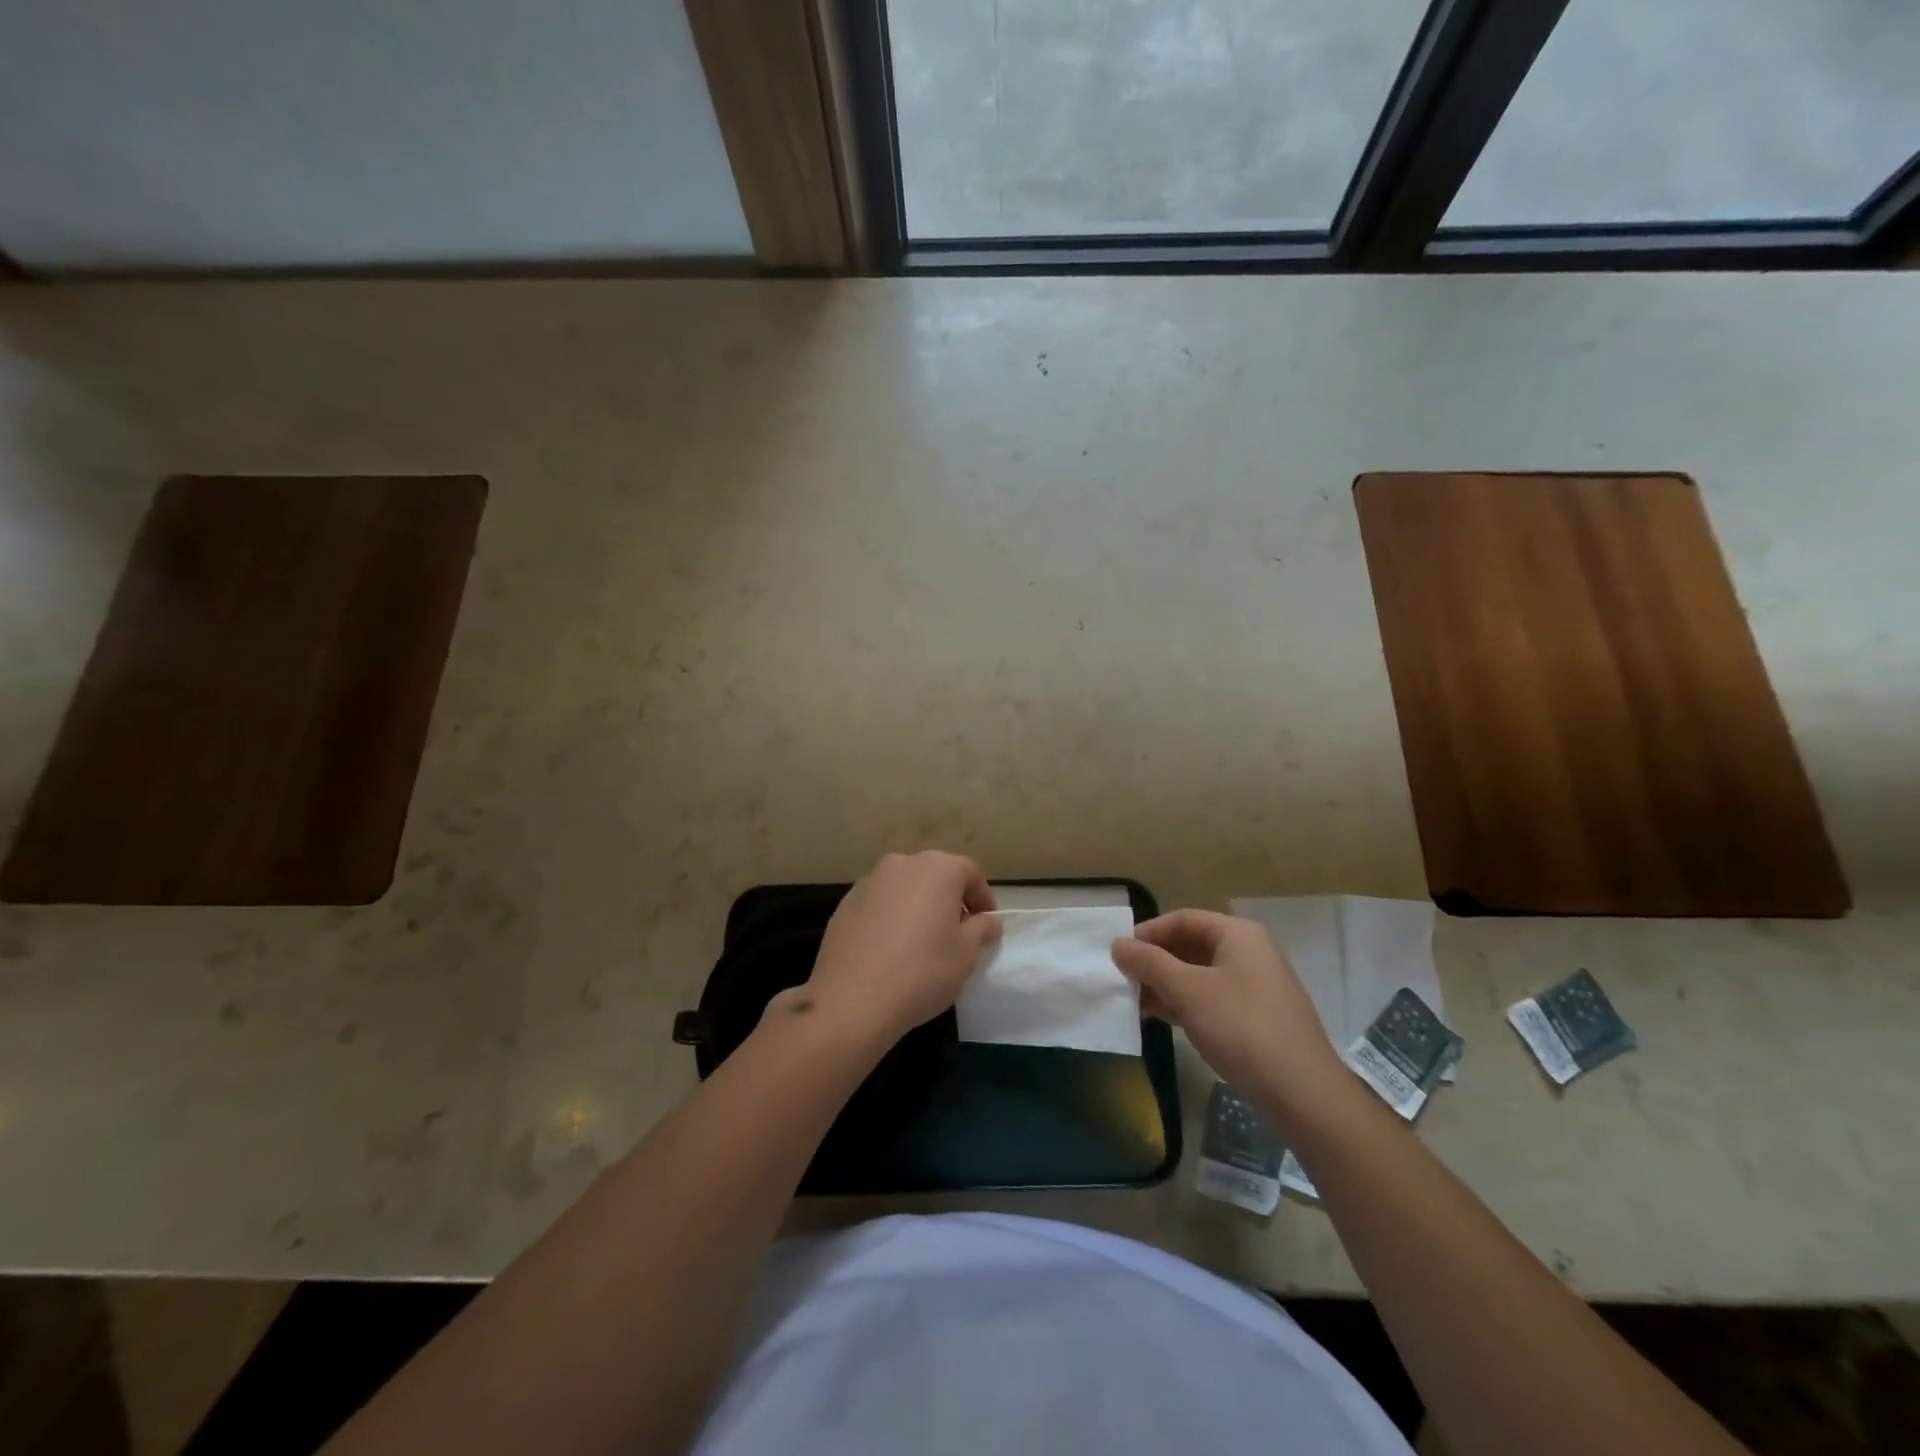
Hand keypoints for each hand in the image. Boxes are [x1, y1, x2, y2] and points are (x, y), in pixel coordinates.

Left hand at [796, 851, 999, 1047]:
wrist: (852, 999)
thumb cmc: (922, 972)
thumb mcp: (966, 955)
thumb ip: (981, 930)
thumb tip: (988, 921)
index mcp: (937, 869)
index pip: (970, 873)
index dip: (982, 898)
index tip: (986, 925)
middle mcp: (902, 864)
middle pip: (935, 875)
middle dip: (949, 899)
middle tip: (957, 932)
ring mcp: (869, 881)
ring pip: (905, 888)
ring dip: (918, 906)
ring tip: (922, 942)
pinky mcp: (845, 903)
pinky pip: (879, 903)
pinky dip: (891, 917)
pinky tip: (890, 949)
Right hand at [1112, 910, 1347, 1118]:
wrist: (1303, 1093)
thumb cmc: (1241, 1028)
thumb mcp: (1188, 991)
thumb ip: (1149, 964)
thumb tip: (1118, 944)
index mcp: (1238, 935)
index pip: (1183, 919)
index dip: (1148, 932)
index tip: (1119, 954)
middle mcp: (1250, 952)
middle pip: (1191, 945)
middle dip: (1155, 961)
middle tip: (1124, 980)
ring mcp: (1256, 986)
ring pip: (1200, 974)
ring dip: (1166, 985)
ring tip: (1136, 1003)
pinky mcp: (1257, 1017)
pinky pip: (1212, 998)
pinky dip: (1185, 1004)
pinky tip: (1162, 1020)